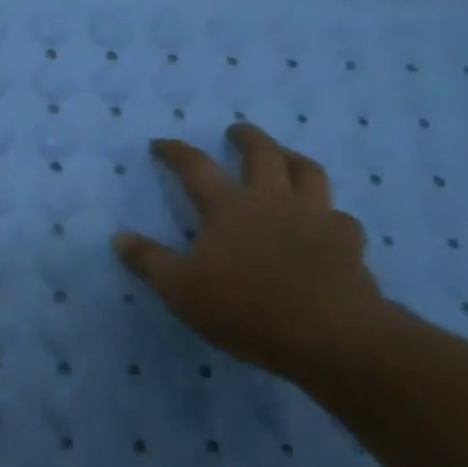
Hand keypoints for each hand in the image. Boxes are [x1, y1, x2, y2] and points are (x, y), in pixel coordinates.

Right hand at [113, 123, 387, 381]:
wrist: (327, 334)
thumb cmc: (244, 308)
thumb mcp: (180, 289)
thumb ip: (149, 261)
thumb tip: (119, 238)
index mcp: (229, 207)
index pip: (195, 167)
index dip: (175, 152)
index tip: (161, 143)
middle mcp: (273, 200)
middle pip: (262, 153)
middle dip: (247, 137)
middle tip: (236, 131)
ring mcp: (315, 217)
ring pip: (309, 173)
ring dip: (294, 159)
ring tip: (286, 158)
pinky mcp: (348, 241)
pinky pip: (340, 217)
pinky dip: (330, 214)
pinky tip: (327, 222)